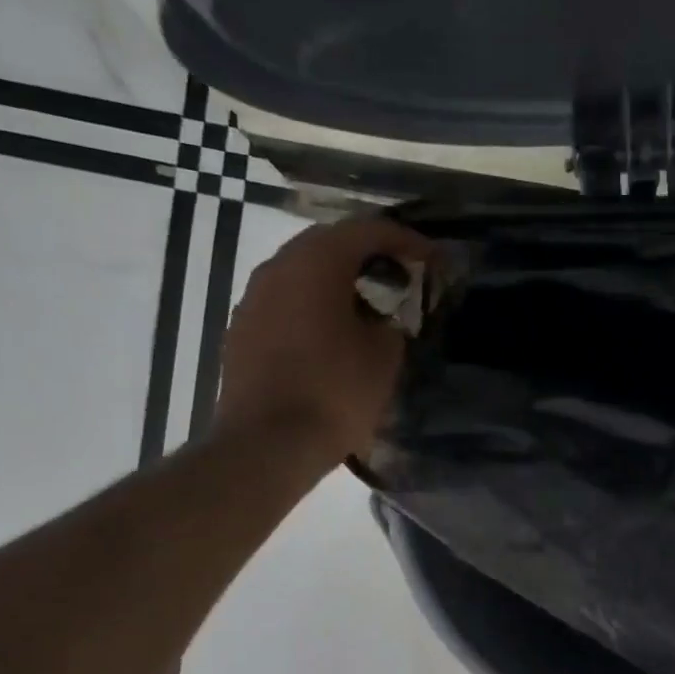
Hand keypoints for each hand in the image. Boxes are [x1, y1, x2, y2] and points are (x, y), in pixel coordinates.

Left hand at [215, 216, 437, 463]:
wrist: (268, 443)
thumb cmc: (335, 393)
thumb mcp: (384, 356)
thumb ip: (392, 321)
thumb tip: (385, 315)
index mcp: (316, 263)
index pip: (368, 230)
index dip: (406, 240)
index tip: (432, 259)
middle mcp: (278, 267)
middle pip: (329, 243)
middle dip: (368, 254)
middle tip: (400, 276)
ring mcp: (253, 298)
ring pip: (302, 272)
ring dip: (337, 280)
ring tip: (367, 305)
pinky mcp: (242, 329)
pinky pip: (285, 301)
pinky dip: (313, 305)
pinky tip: (331, 334)